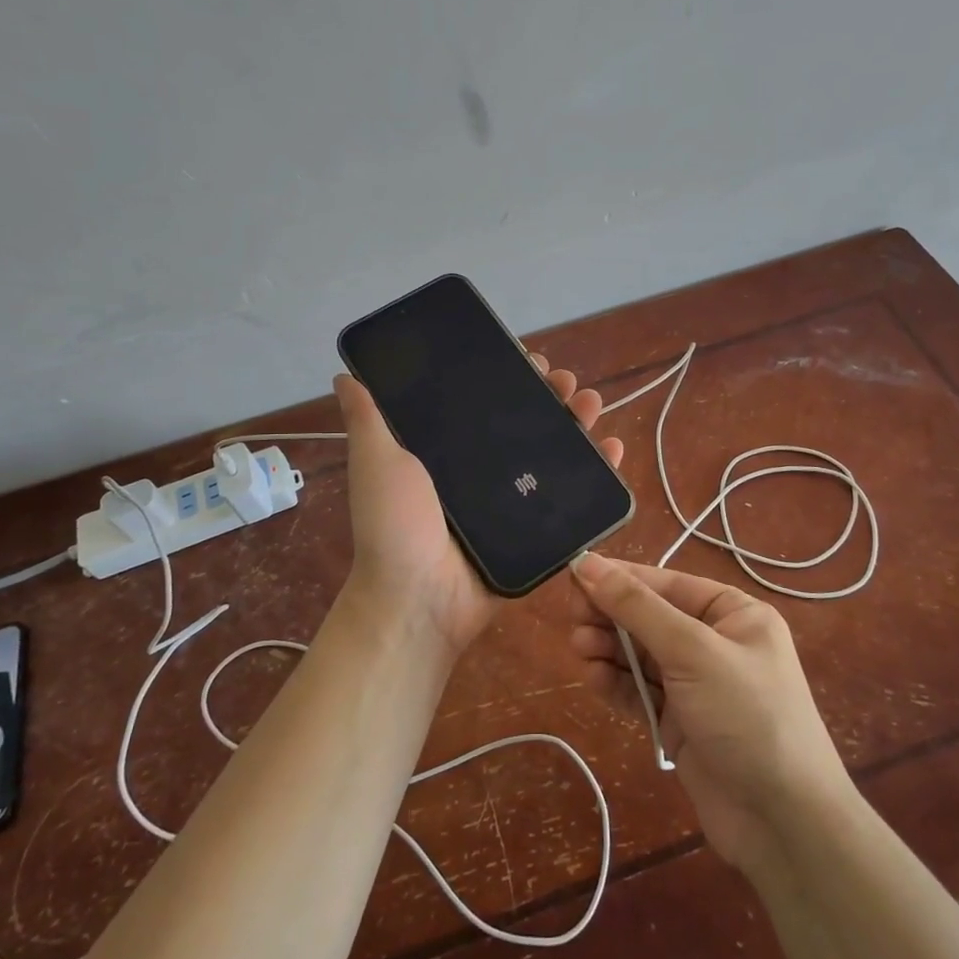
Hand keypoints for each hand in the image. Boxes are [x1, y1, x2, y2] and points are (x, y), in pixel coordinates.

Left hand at [334, 355, 623, 658]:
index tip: (528, 358)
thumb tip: (346, 373)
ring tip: (591, 403)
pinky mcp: (539, 530)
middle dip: (552, 395)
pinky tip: (613, 449)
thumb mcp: (376, 464)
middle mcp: (485, 472)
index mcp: (451, 452)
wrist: (419, 600)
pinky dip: (597, 472)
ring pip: (555, 453)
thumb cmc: (395, 527)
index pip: (487, 403)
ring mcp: (515, 502)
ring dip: (579, 423)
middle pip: (528, 423)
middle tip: (565, 381)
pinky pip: (574, 498)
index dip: (510, 377)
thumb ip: (367, 420)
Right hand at [568, 554, 853, 875]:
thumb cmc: (747, 716)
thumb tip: (588, 564)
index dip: (619, 579)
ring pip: (640, 655)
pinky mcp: (680, 723)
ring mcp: (697, 685)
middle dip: (611, 617)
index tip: (573, 576)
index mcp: (733, 614)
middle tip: (574, 620)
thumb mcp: (692, 651)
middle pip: (650, 618)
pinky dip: (616, 683)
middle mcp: (715, 643)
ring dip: (609, 649)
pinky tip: (593, 678)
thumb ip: (637, 607)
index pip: (666, 584)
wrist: (784, 823)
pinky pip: (640, 692)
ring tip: (580, 649)